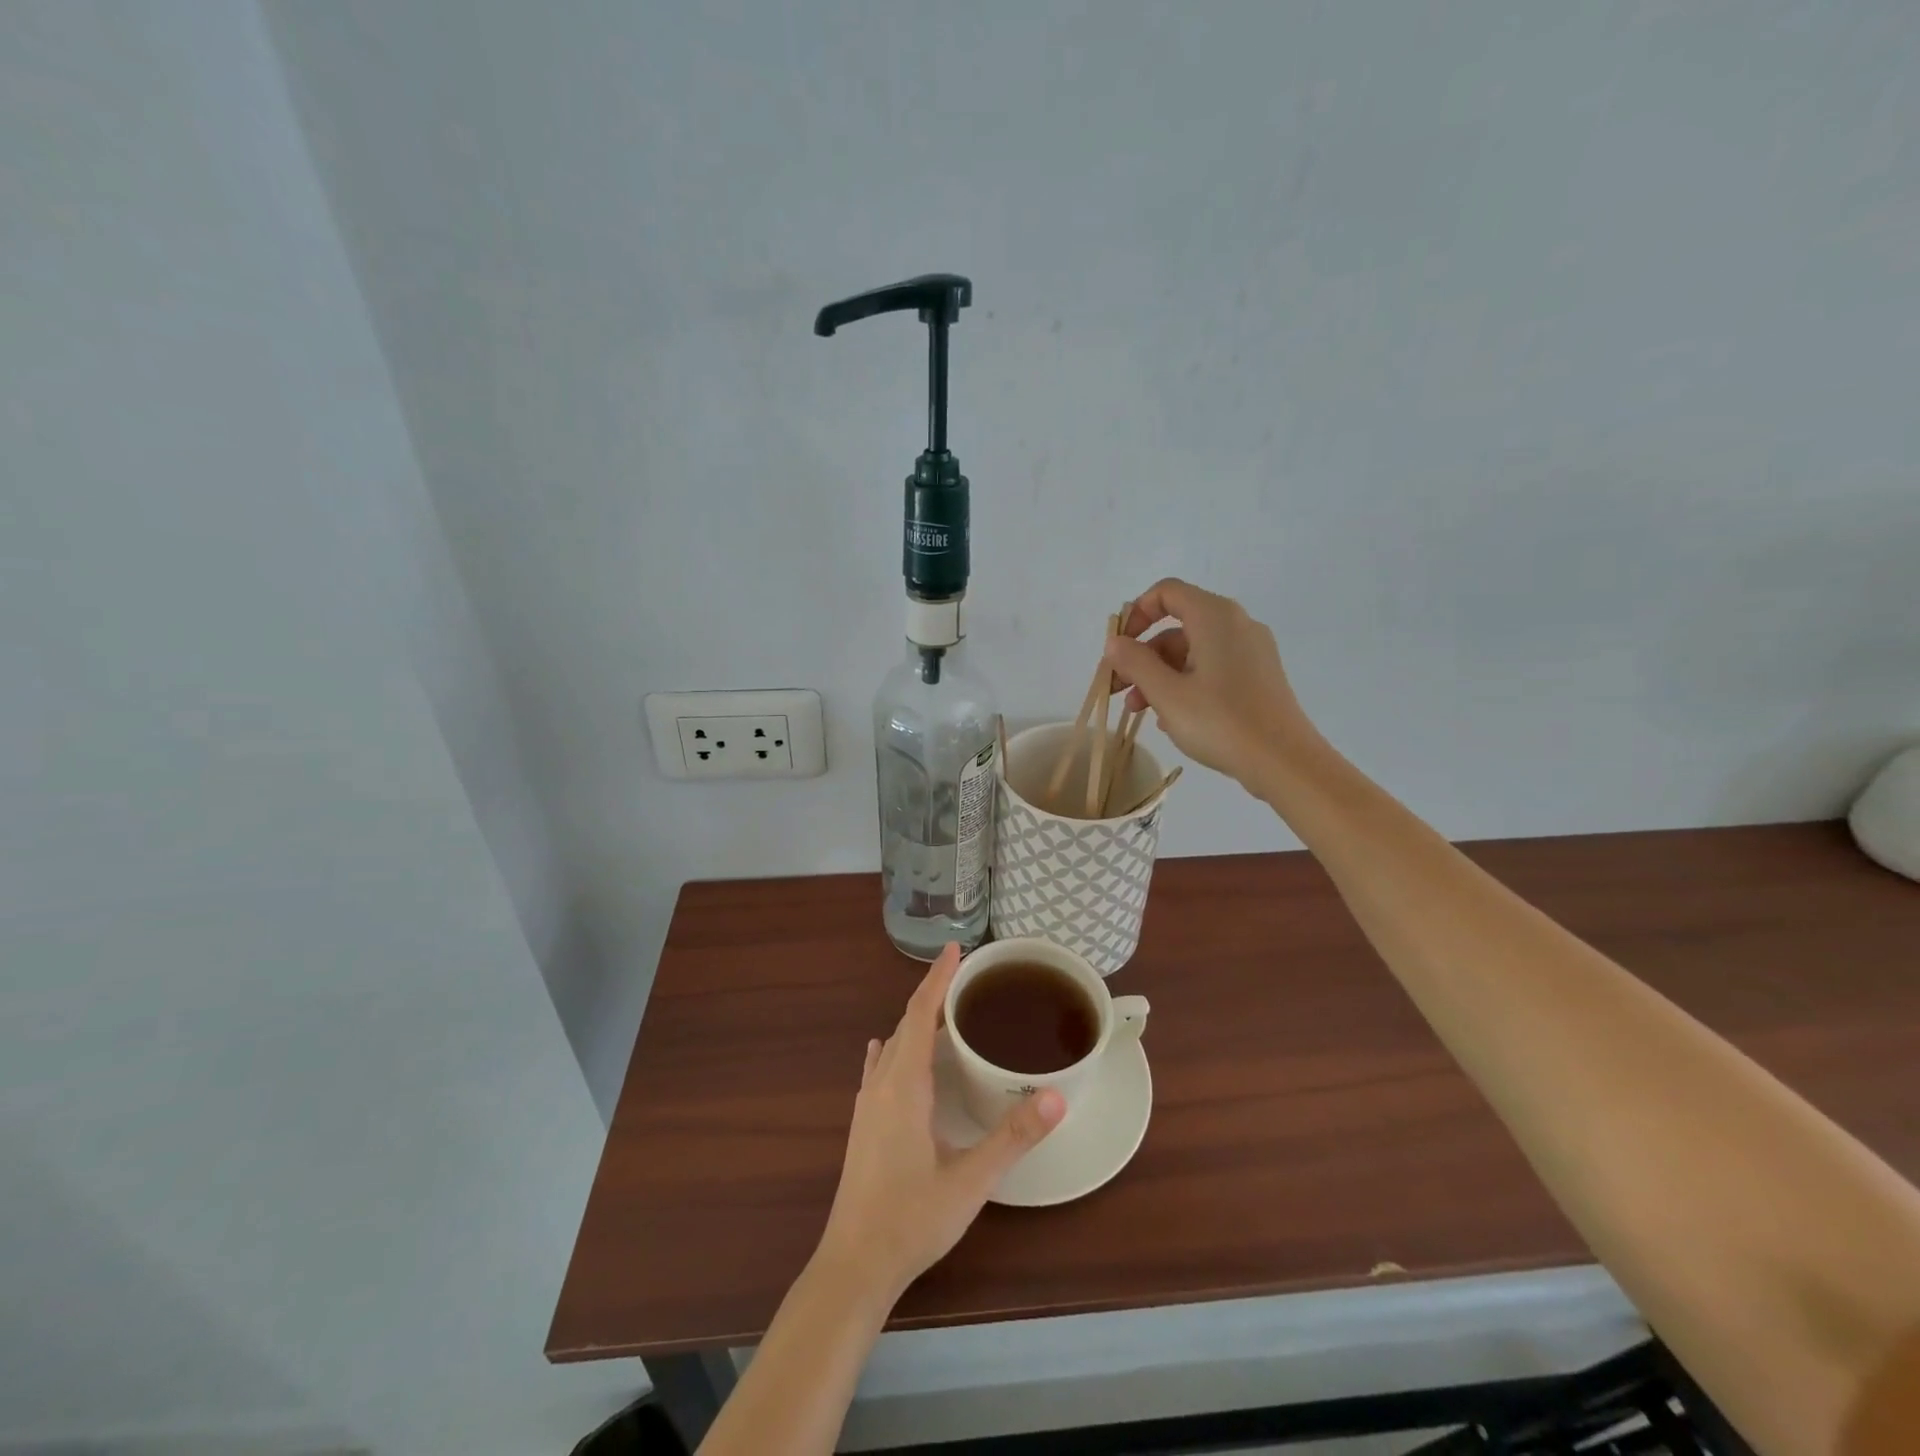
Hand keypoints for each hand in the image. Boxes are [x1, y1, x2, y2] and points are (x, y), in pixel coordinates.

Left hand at [817, 945, 1064, 1300]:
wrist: (854, 1265)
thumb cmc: (912, 1219)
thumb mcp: (970, 1180)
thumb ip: (1013, 1137)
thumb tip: (1055, 1097)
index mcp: (904, 1085)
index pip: (919, 1014)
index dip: (937, 979)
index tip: (955, 948)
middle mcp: (882, 1085)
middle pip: (906, 1024)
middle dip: (933, 995)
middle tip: (966, 979)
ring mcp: (867, 1105)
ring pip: (893, 1046)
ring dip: (916, 1023)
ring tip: (945, 1012)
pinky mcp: (863, 1125)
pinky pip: (881, 1068)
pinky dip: (896, 1048)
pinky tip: (892, 1052)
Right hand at [1105, 578, 1315, 791]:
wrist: (1284, 762)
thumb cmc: (1220, 722)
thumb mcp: (1166, 693)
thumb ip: (1135, 662)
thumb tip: (1115, 642)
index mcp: (1215, 616)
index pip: (1166, 592)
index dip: (1136, 614)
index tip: (1118, 648)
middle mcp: (1236, 624)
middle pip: (1177, 626)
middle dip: (1142, 655)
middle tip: (1117, 689)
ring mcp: (1251, 650)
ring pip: (1192, 651)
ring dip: (1159, 675)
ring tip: (1139, 711)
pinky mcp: (1258, 676)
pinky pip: (1211, 668)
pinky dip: (1185, 684)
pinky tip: (1170, 717)